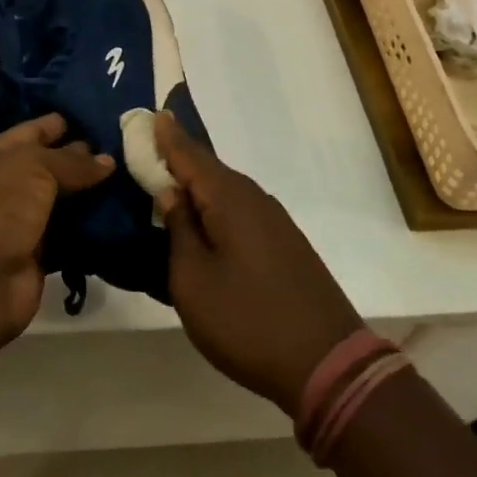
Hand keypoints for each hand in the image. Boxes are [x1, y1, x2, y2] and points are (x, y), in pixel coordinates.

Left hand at [0, 113, 113, 346]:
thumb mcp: (34, 167)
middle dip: (87, 157)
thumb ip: (72, 161)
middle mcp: (10, 184)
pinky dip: (94, 228)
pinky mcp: (42, 253)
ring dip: (95, 194)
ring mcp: (25, 220)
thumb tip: (107, 160)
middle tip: (131, 147)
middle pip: (54, 165)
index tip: (105, 115)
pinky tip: (124, 214)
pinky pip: (73, 233)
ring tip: (135, 178)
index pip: (36, 130)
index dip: (66, 122)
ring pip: (67, 200)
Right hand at [155, 112, 362, 414]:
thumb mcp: (193, 280)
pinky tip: (207, 223)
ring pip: (226, 192)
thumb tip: (170, 192)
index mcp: (229, 198)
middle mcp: (254, 198)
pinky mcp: (285, 244)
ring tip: (171, 184)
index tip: (149, 113)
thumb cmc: (246, 320)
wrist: (327, 363)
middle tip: (150, 147)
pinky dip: (217, 208)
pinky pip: (240, 212)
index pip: (189, 154)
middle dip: (180, 158)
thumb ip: (178, 230)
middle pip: (209, 169)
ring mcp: (275, 221)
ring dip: (199, 186)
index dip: (166, 136)